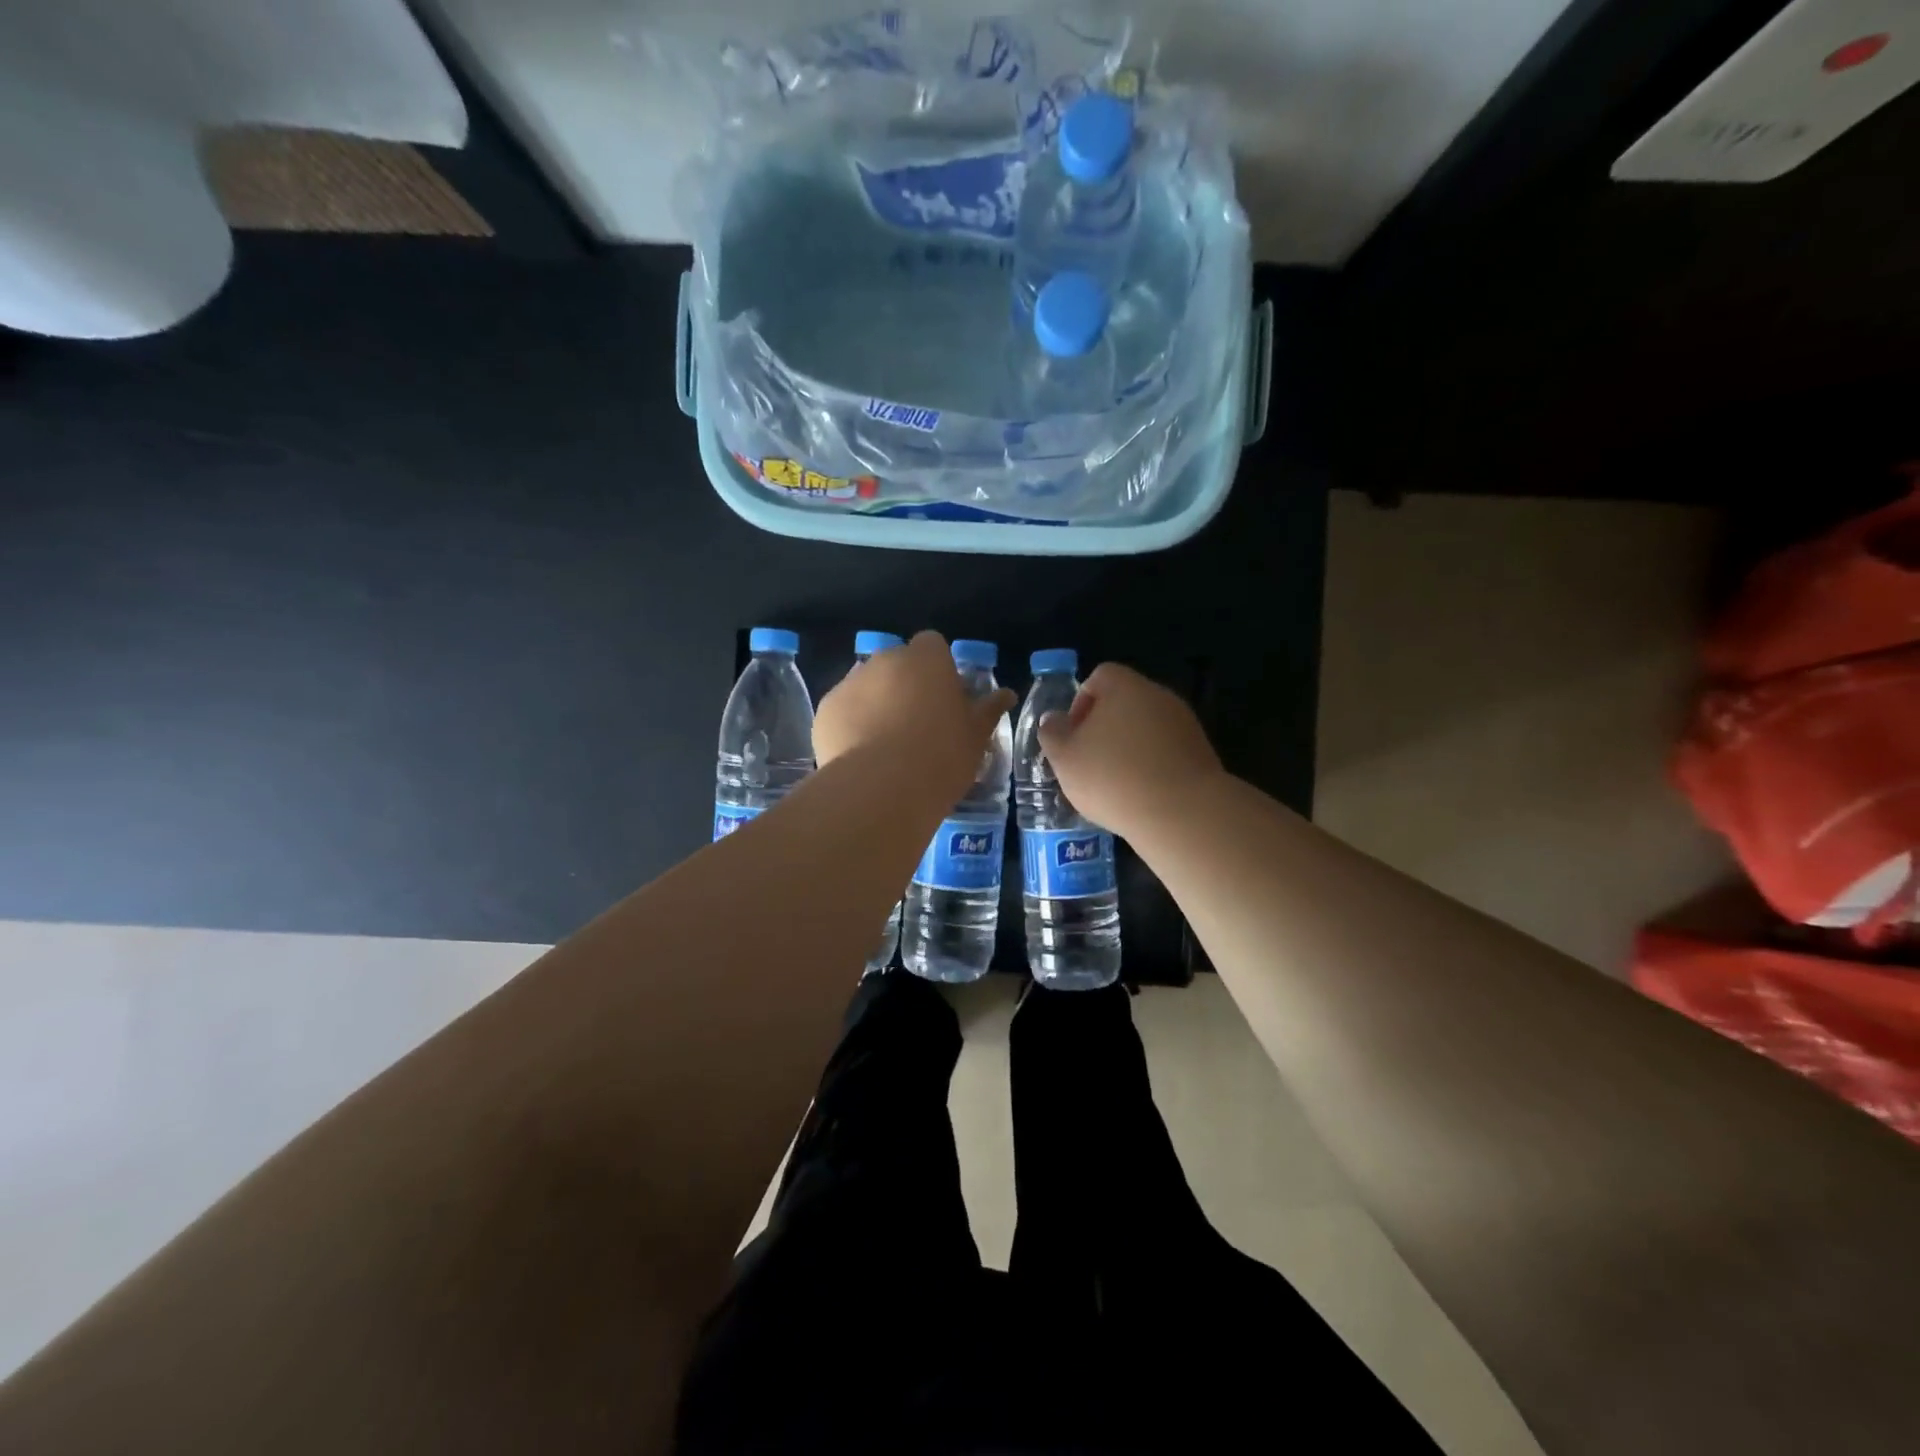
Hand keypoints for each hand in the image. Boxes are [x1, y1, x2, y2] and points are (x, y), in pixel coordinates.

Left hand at [815, 631, 1015, 793]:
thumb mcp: (976, 736)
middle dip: (905, 684)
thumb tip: (1006, 694)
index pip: (932, 645)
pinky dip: (851, 725)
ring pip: (867, 686)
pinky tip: (862, 757)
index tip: (944, 697)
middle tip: (918, 724)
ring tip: (887, 745)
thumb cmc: (941, 756)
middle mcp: (885, 660)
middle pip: (897, 664)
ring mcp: (850, 683)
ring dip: (877, 704)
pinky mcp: (825, 710)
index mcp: (926, 659)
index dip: (938, 668)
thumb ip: (988, 709)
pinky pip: (843, 711)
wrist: (881, 789)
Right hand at [1037, 663, 1224, 838]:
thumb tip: (1054, 720)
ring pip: (1146, 729)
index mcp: (1125, 687)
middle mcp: (1159, 696)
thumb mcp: (1064, 758)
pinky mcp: (1201, 753)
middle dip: (1104, 729)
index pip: (1100, 676)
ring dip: (1129, 749)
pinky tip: (1142, 795)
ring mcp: (1185, 724)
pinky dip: (1152, 767)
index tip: (1073, 737)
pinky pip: (1166, 752)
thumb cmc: (1112, 778)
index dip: (1080, 703)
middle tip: (1089, 762)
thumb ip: (1052, 733)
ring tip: (1115, 785)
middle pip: (1125, 702)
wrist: (1181, 814)